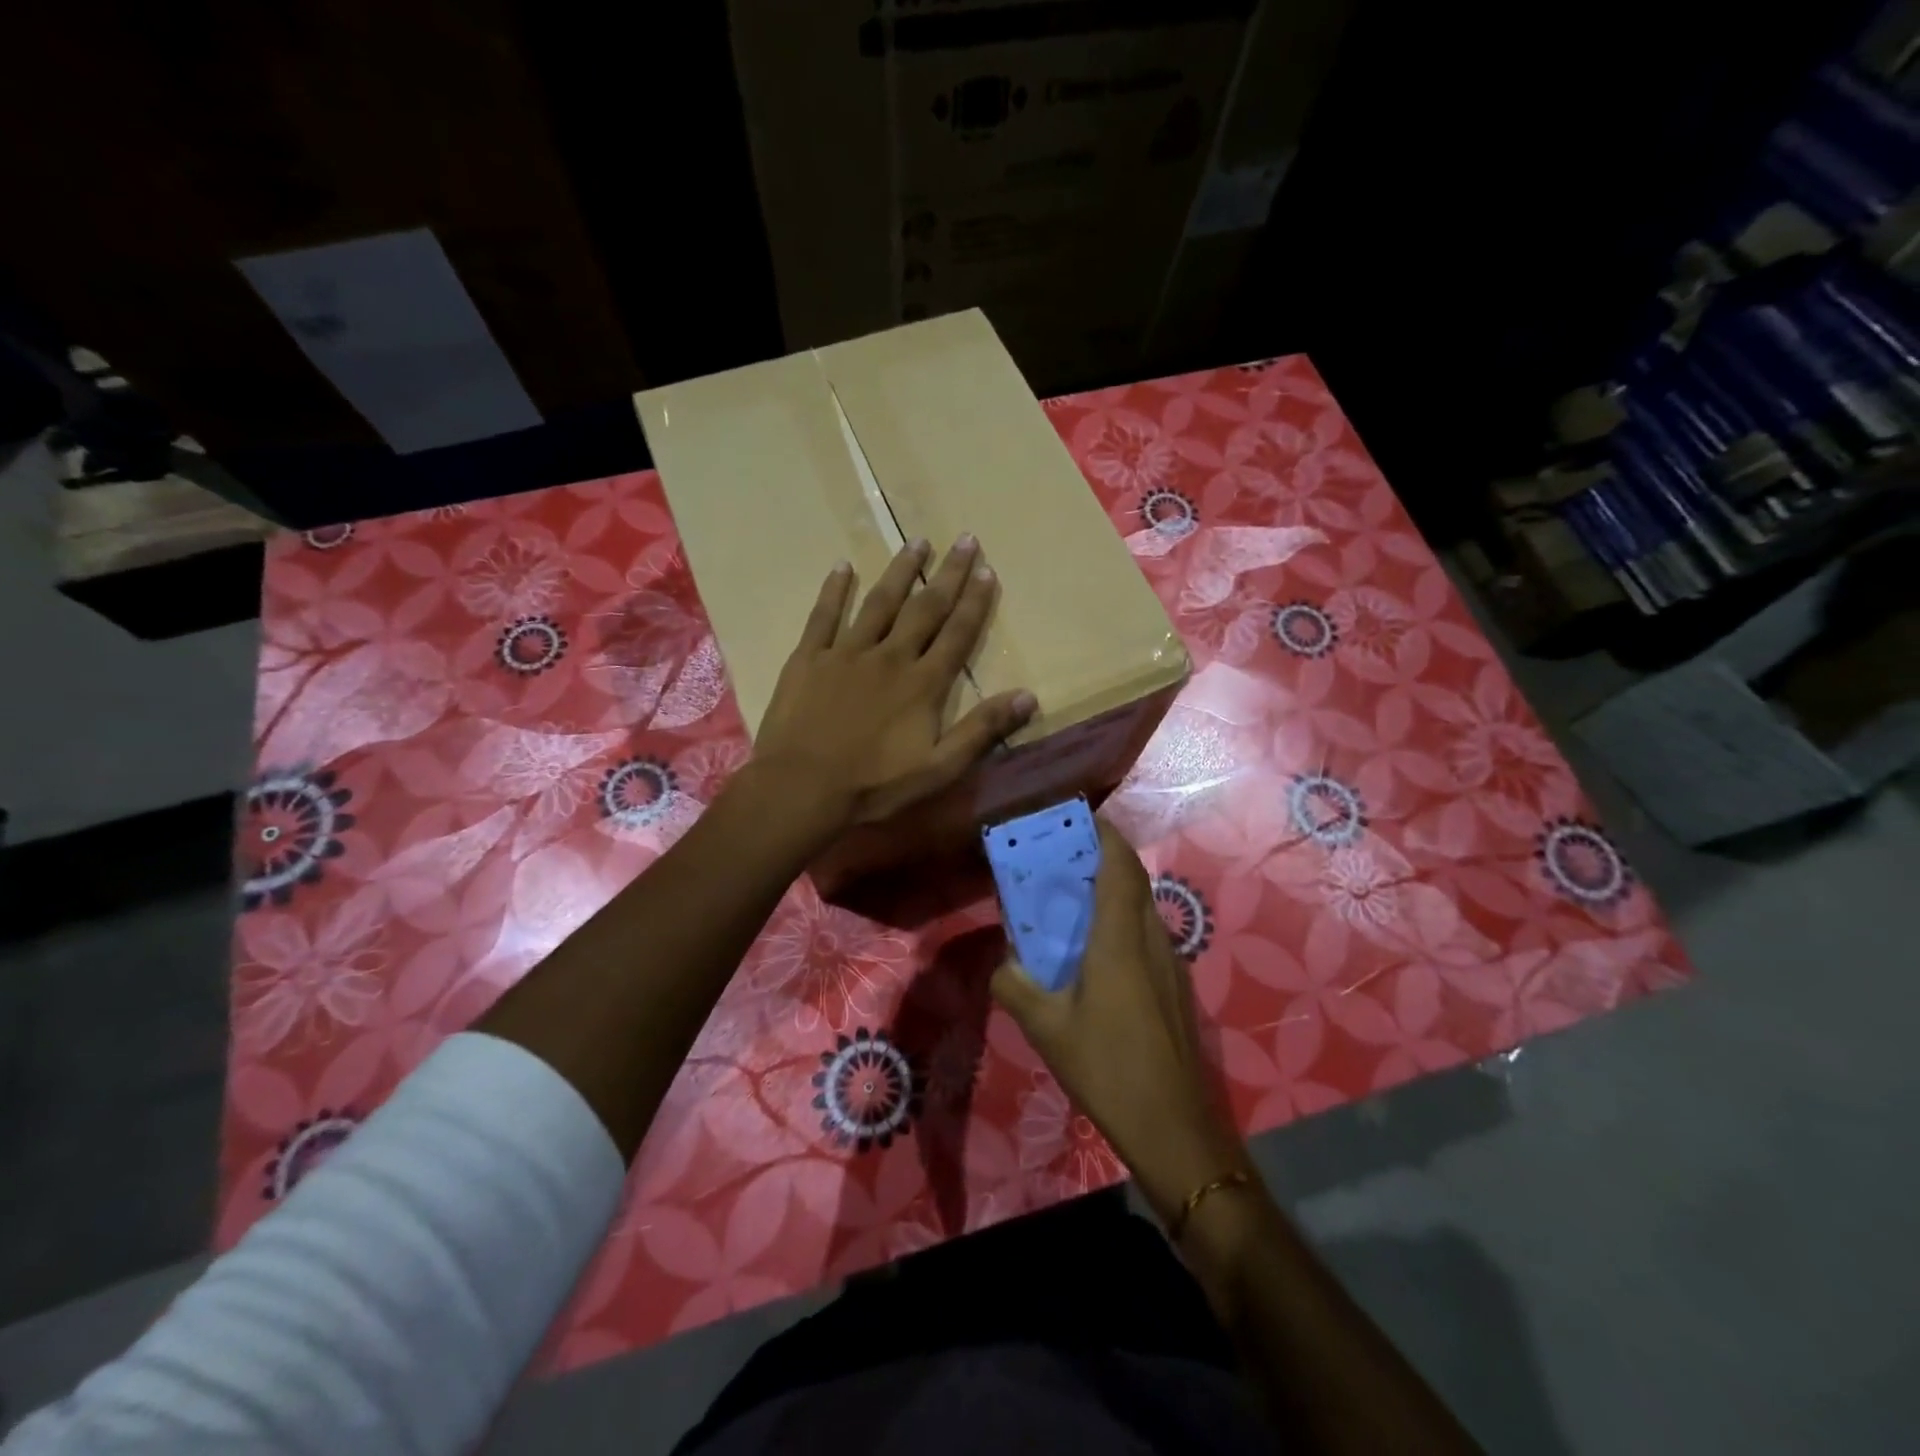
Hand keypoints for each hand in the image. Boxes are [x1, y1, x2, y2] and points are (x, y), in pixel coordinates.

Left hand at [755, 536, 1035, 831]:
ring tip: (917, 541)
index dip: (975, 602)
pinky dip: (834, 590)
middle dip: (948, 574)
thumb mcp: (938, 768)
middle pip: (925, 608)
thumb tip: (1028, 697)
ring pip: (879, 603)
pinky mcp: (809, 658)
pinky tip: (842, 566)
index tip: (988, 569)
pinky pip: (823, 616)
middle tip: (965, 540)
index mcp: (922, 684)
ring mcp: (846, 653)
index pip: (957, 634)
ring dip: (901, 571)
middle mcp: (889, 657)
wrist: (801, 788)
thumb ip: (981, 730)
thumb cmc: (873, 785)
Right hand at [991, 821, 1248, 1223]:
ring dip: (1116, 890)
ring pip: (1144, 908)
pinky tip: (1098, 951)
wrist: (1173, 1125)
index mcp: (1120, 939)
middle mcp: (1151, 940)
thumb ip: (1015, 986)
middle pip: (1134, 881)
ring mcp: (1171, 964)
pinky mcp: (1176, 987)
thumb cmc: (1107, 1068)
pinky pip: (1148, 935)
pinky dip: (1124, 921)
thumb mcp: (1046, 1028)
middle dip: (1106, 857)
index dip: (1106, 835)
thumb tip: (1002, 962)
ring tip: (1076, 898)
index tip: (1082, 818)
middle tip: (1066, 856)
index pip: (1119, 867)